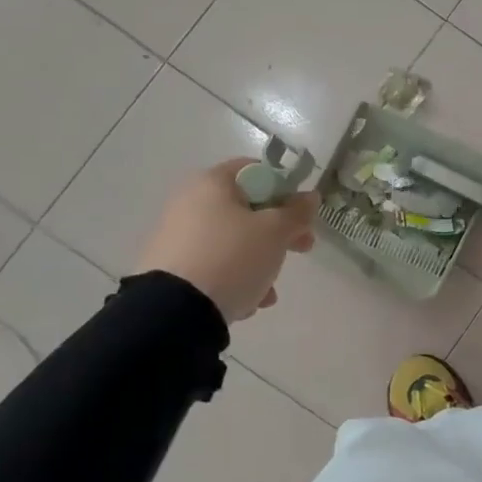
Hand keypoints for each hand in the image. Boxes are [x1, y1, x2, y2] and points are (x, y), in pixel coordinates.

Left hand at [134, 158, 318, 323]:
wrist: (175, 310)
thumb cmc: (232, 257)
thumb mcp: (276, 232)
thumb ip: (297, 212)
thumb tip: (309, 197)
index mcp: (212, 183)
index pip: (257, 171)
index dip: (285, 190)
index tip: (301, 215)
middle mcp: (190, 202)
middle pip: (247, 209)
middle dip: (278, 233)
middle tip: (301, 248)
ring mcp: (177, 236)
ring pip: (234, 241)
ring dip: (259, 262)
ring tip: (268, 292)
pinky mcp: (171, 267)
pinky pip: (215, 265)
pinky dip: (235, 279)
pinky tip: (246, 302)